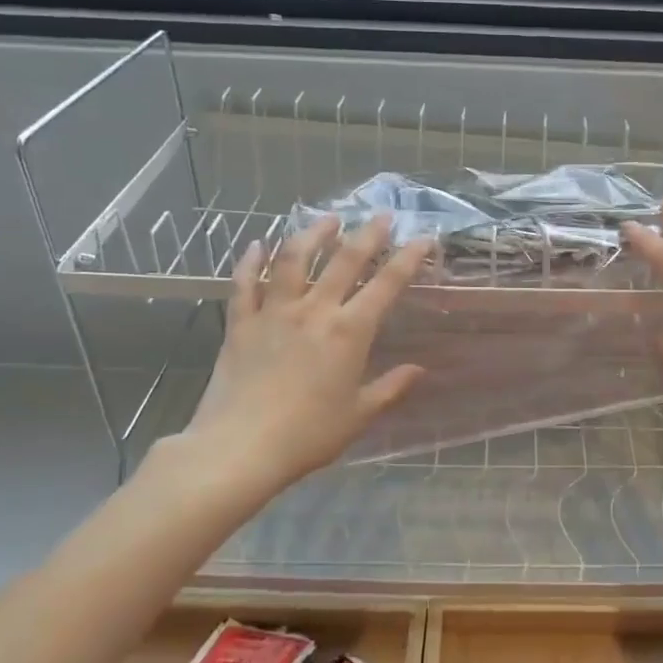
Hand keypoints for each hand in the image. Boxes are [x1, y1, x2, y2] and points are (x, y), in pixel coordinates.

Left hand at [159, 216, 430, 498]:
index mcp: (349, 332)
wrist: (240, 447)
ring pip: (294, 259)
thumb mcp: (358, 415)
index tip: (423, 238)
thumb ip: (390, 388)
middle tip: (381, 215)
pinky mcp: (240, 323)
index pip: (386, 285)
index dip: (408, 258)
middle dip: (367, 234)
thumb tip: (419, 370)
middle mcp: (314, 311)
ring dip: (313, 234)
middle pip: (344, 260)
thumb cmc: (308, 435)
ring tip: (327, 219)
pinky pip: (244, 283)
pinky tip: (257, 245)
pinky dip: (252, 261)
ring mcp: (273, 312)